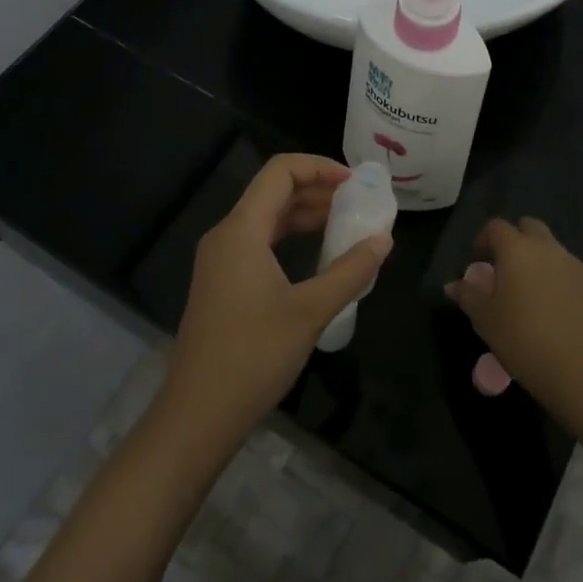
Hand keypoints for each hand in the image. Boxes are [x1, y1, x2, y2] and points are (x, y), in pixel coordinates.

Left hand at [160, 154, 391, 448]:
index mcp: (241, 231)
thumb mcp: (311, 311)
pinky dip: (290, 238)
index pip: (280, 172)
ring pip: (266, 219)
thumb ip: (350, 271)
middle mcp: (226, 235)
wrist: (198, 414)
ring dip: (305, 215)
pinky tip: (318, 256)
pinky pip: (259, 243)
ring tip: (347, 225)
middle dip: (317, 190)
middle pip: (273, 192)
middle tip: (359, 203)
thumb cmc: (254, 357)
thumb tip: (384, 240)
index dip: (319, 167)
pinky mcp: (222, 283)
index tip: (355, 182)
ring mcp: (220, 260)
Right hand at [446, 217, 582, 417]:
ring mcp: (576, 265)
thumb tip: (453, 284)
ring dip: (541, 263)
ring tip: (533, 296)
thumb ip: (467, 295)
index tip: (479, 262)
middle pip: (530, 228)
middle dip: (517, 241)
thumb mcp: (484, 319)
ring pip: (554, 251)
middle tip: (507, 270)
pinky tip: (559, 313)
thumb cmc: (522, 338)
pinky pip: (573, 274)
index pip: (496, 227)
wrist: (581, 369)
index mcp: (517, 250)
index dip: (484, 239)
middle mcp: (548, 249)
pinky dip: (562, 283)